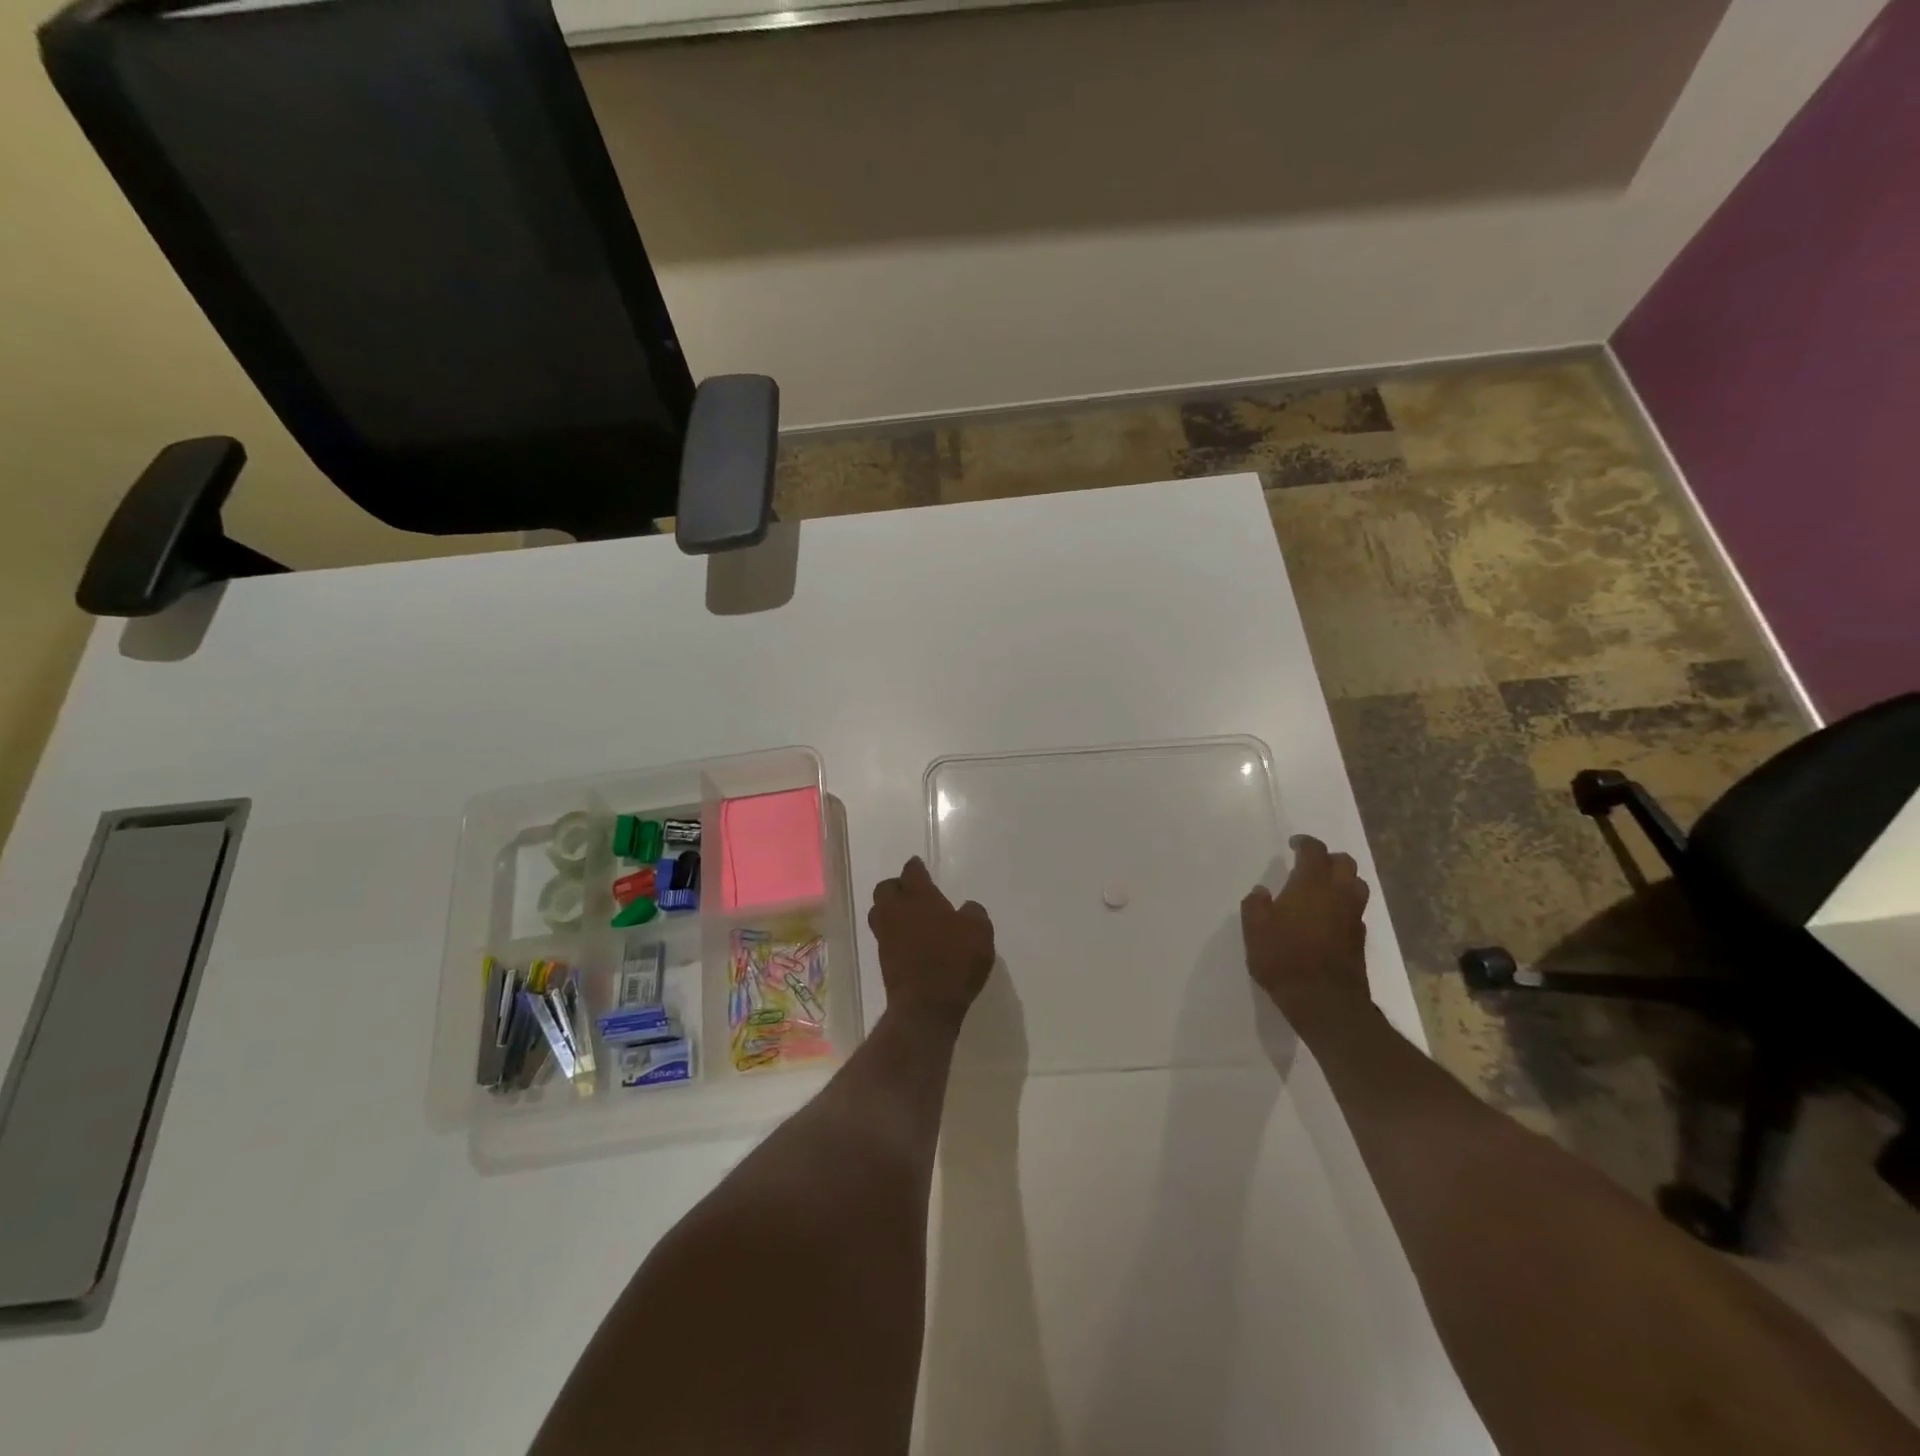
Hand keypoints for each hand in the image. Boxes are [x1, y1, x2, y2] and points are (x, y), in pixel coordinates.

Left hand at [869, 857, 995, 1028]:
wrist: (926, 1006)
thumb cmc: (955, 960)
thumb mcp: (979, 932)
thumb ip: (973, 913)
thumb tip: (966, 908)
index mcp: (919, 897)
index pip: (912, 872)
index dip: (916, 867)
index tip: (918, 865)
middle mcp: (896, 911)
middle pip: (886, 889)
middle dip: (897, 886)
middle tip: (912, 891)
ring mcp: (886, 936)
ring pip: (880, 912)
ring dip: (891, 909)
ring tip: (908, 915)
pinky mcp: (884, 959)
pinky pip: (885, 935)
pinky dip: (894, 932)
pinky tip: (910, 939)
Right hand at [1242, 835, 1371, 1028]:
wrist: (1324, 1000)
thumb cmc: (1283, 957)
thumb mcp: (1255, 929)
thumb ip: (1256, 905)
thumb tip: (1262, 892)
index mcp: (1312, 884)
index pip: (1314, 851)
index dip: (1304, 843)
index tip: (1293, 844)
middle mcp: (1338, 893)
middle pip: (1345, 863)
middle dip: (1329, 859)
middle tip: (1310, 865)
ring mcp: (1353, 916)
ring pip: (1357, 885)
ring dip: (1343, 880)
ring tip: (1323, 888)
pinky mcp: (1360, 939)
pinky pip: (1355, 910)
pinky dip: (1344, 906)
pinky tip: (1328, 917)